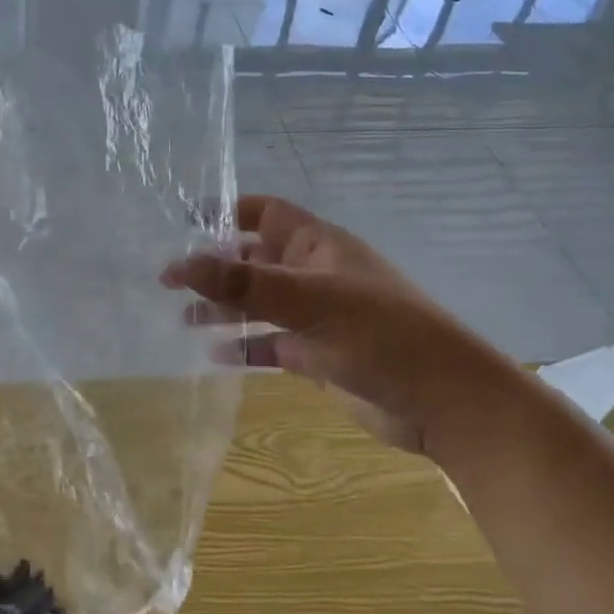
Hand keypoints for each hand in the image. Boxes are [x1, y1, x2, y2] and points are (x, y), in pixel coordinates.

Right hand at [160, 195, 514, 455]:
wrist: (444, 403)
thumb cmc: (380, 334)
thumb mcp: (308, 300)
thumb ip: (243, 282)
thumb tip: (179, 262)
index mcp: (317, 245)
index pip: (264, 212)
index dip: (226, 211)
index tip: (183, 220)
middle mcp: (313, 274)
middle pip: (254, 260)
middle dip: (215, 267)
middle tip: (169, 281)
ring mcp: (315, 317)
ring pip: (258, 304)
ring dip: (223, 309)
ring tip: (183, 319)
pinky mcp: (317, 356)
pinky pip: (270, 344)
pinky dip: (244, 348)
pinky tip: (214, 356)